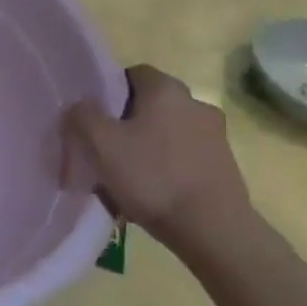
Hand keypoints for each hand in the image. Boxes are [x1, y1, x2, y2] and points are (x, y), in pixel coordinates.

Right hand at [63, 65, 249, 249]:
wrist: (214, 230)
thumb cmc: (153, 176)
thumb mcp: (100, 143)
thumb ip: (82, 115)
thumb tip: (81, 107)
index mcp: (166, 89)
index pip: (132, 75)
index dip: (108, 93)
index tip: (94, 120)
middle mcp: (196, 103)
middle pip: (149, 106)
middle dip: (126, 125)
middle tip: (105, 151)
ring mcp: (216, 136)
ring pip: (167, 134)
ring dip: (147, 149)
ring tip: (126, 180)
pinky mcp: (225, 166)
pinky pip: (184, 158)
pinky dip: (167, 170)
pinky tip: (152, 196)